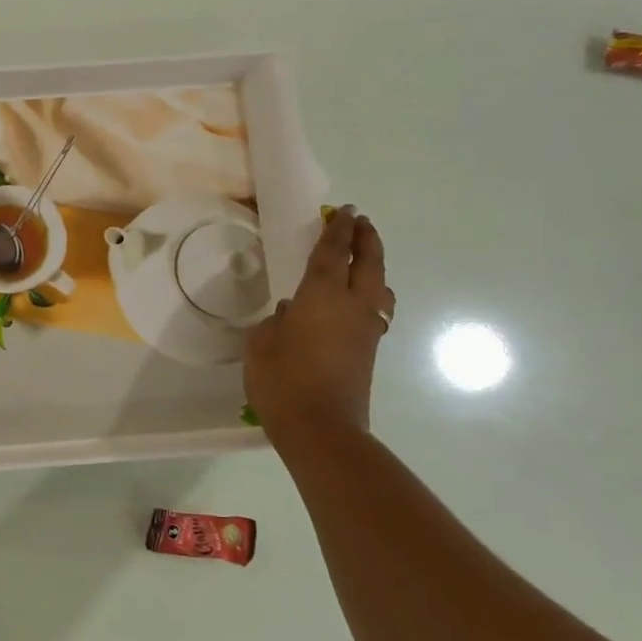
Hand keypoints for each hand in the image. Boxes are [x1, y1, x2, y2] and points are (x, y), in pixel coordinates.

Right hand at [244, 205, 392, 434]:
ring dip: (375, 267)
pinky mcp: (368, 351)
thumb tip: (290, 314)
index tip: (345, 211)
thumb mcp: (261, 344)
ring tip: (364, 260)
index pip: (333, 253)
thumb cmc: (283, 380)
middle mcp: (353, 306)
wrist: (321, 428)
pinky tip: (354, 302)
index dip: (338, 230)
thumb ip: (275, 323)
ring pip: (380, 287)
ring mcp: (366, 330)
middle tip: (361, 222)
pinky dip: (371, 294)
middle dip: (366, 239)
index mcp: (323, 296)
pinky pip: (375, 310)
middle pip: (369, 263)